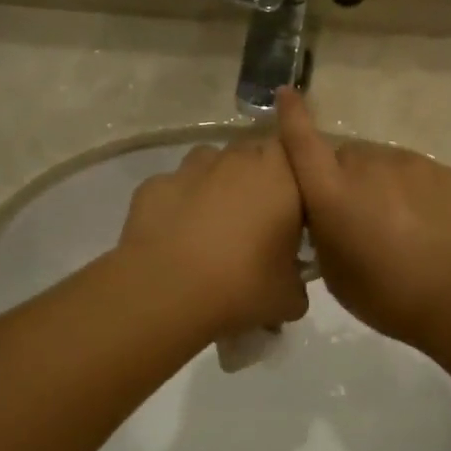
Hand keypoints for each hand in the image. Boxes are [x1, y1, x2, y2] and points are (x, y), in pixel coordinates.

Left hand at [117, 140, 309, 334]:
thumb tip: (290, 283)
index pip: (296, 151)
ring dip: (217, 183)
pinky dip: (179, 203)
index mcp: (280, 178)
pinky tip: (176, 236)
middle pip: (253, 153)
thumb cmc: (242, 288)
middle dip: (256, 178)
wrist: (166, 294)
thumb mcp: (288, 298)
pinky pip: (175, 187)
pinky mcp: (154, 185)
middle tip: (257, 220)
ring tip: (214, 225)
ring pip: (211, 162)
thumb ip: (297, 281)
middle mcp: (237, 161)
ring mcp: (191, 169)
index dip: (293, 175)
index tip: (293, 206)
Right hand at [276, 88, 450, 349]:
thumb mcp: (341, 279)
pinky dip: (415, 196)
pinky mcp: (450, 174)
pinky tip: (431, 230)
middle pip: (348, 158)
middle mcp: (371, 167)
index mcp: (334, 193)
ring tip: (399, 231)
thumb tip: (330, 223)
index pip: (303, 144)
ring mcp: (415, 165)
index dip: (293, 119)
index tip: (287, 94)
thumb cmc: (395, 297)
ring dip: (382, 188)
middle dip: (344, 179)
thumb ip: (327, 240)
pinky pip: (419, 178)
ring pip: (385, 167)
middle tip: (356, 219)